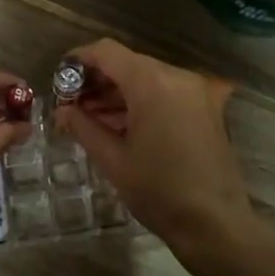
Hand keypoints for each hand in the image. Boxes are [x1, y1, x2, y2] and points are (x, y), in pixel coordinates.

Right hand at [52, 39, 257, 253]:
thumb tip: (62, 111)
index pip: (107, 52)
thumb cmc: (158, 191)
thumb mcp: (113, 159)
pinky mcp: (206, 108)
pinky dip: (141, 102)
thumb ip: (83, 126)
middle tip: (71, 105)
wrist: (215, 223)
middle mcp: (178, 77)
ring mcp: (196, 91)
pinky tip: (120, 125)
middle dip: (97, 80)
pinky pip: (166, 93)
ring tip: (90, 118)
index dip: (79, 60)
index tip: (59, 79)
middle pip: (128, 63)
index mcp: (152, 83)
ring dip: (118, 93)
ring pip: (147, 78)